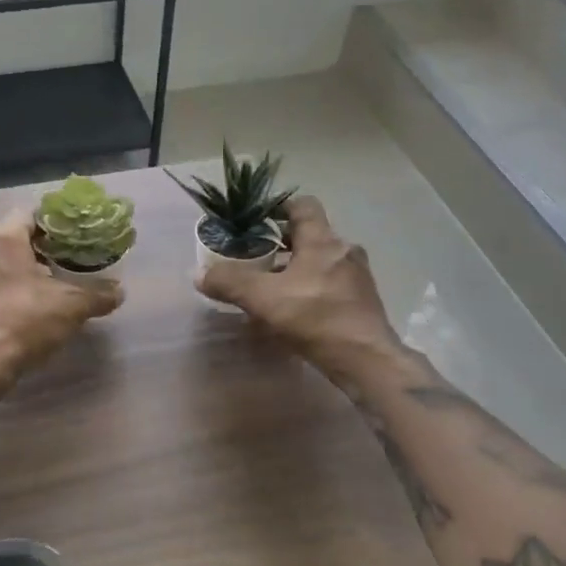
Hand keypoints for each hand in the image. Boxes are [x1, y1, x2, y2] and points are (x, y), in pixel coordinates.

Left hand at [0, 210, 122, 404]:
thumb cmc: (24, 319)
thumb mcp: (71, 305)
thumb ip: (98, 294)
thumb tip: (119, 291)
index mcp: (4, 236)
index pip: (32, 213)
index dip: (57, 222)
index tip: (78, 234)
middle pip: (17, 237)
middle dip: (44, 247)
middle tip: (72, 258)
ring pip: (5, 261)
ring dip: (29, 269)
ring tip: (57, 282)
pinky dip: (15, 287)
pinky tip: (36, 304)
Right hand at [196, 196, 403, 381]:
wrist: (366, 360)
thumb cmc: (316, 318)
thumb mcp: (263, 299)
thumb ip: (230, 282)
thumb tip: (199, 274)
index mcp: (322, 240)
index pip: (303, 205)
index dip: (279, 208)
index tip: (257, 221)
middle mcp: (343, 250)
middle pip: (310, 234)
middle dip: (282, 242)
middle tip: (256, 256)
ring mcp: (357, 276)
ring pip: (321, 260)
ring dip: (296, 267)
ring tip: (271, 286)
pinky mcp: (362, 301)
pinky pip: (331, 283)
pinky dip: (311, 287)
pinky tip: (295, 310)